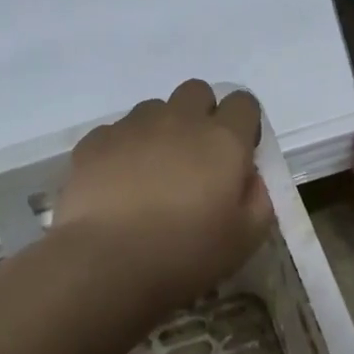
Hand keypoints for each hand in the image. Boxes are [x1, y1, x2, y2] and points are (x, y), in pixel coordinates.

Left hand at [56, 80, 274, 307]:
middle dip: (201, 115)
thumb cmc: (185, 253)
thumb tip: (249, 177)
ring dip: (161, 130)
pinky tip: (117, 184)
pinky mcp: (95, 140)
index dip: (243, 125)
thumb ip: (258, 198)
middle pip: (197, 91)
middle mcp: (179, 119)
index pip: (243, 103)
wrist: (107, 262)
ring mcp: (133, 126)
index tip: (236, 157)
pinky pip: (117, 131)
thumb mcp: (245, 238)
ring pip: (155, 109)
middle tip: (195, 159)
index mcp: (223, 139)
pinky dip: (123, 149)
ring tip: (151, 174)